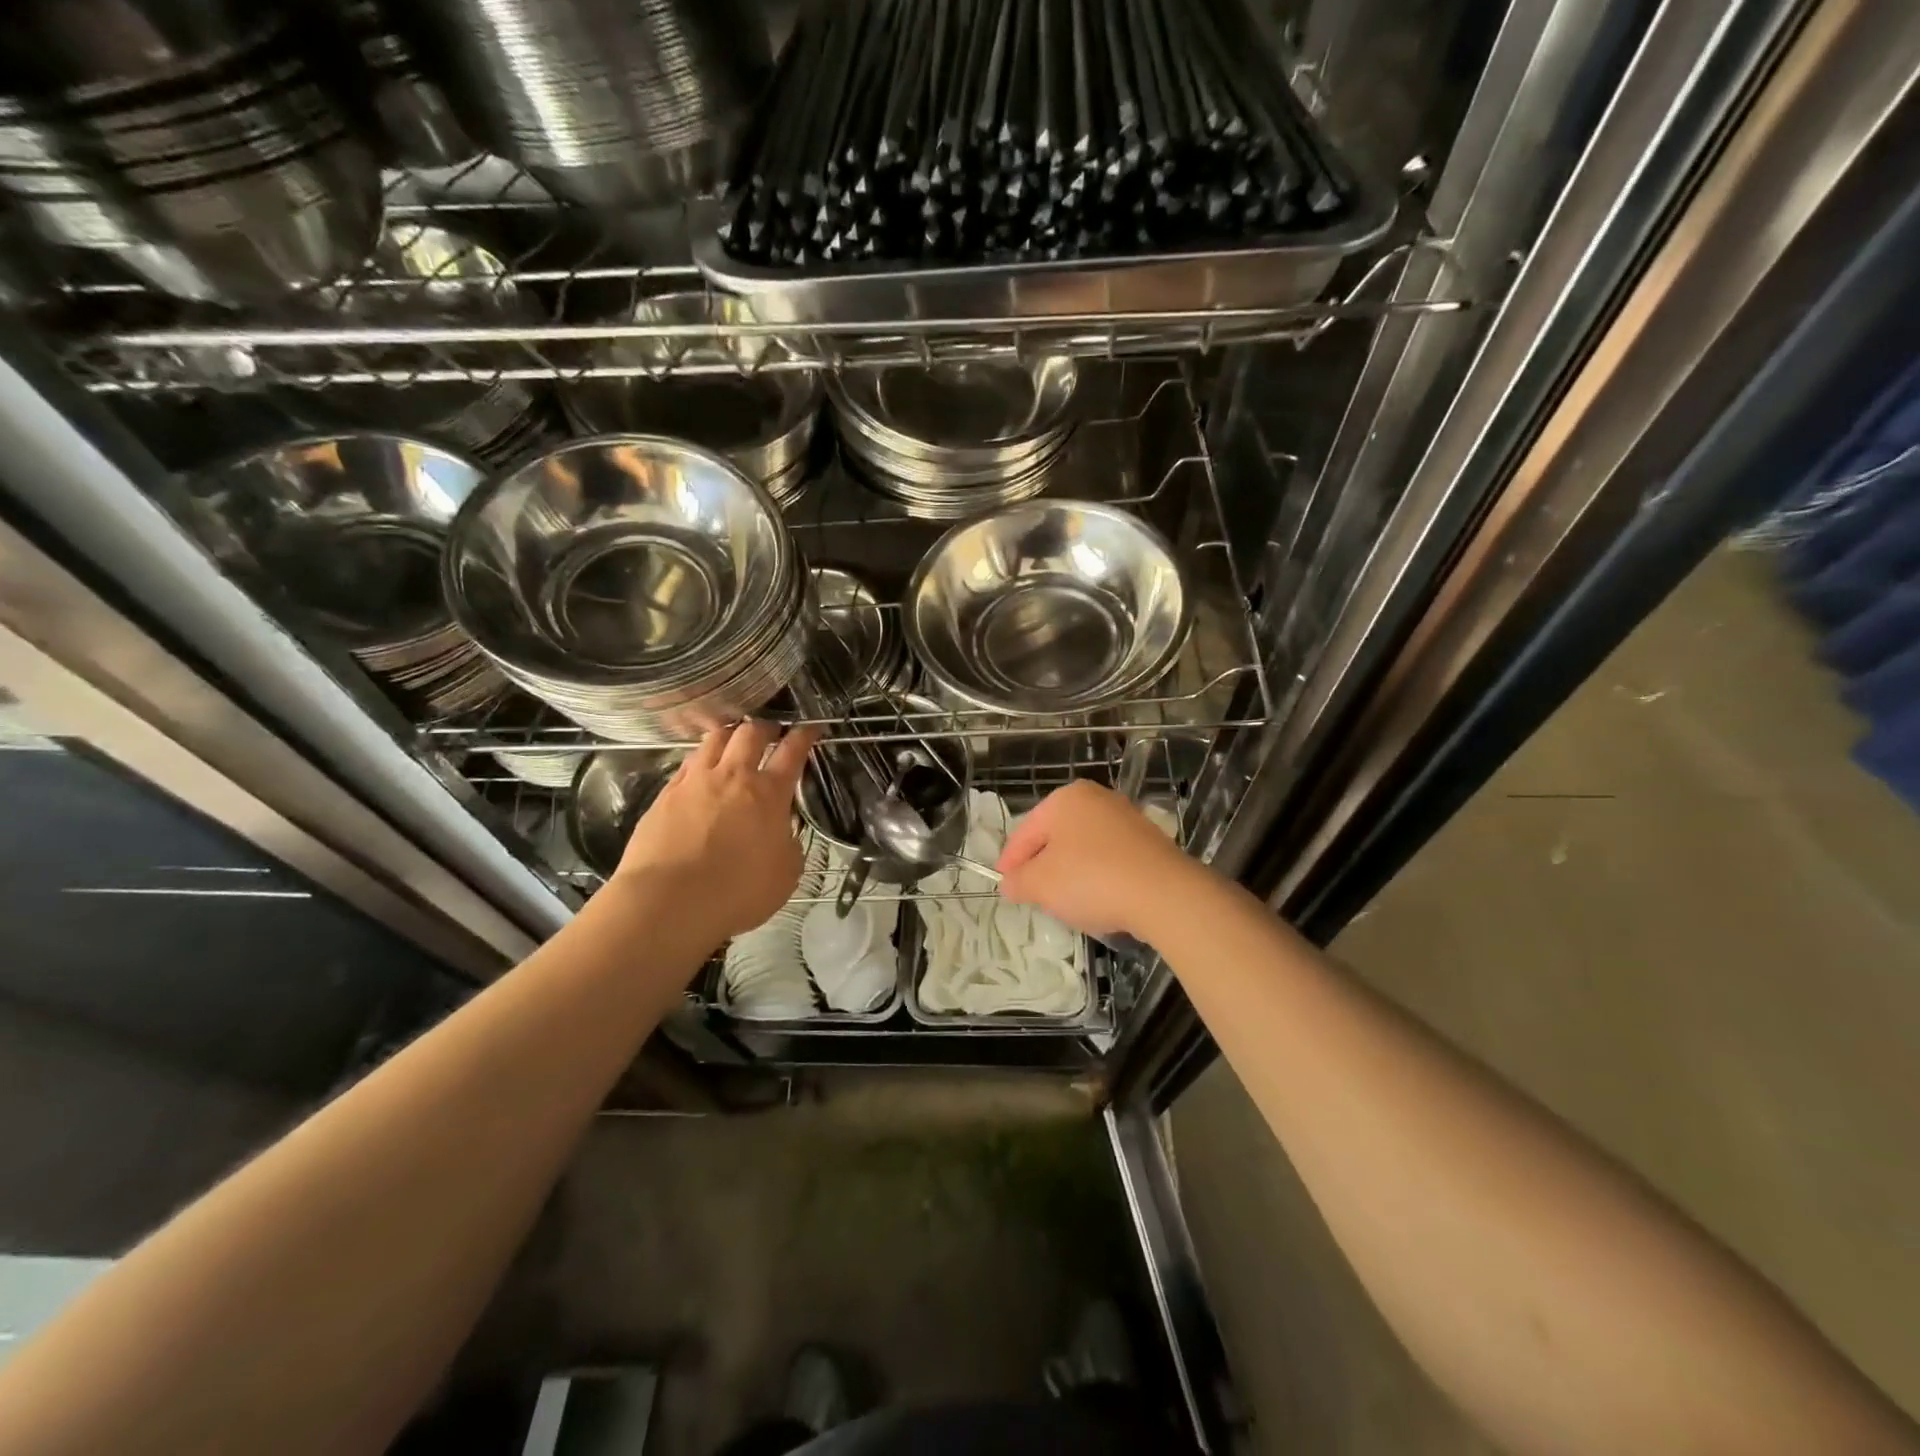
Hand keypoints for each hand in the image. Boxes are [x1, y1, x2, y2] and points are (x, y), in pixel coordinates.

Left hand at [615, 721, 819, 941]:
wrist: (669, 902)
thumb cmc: (737, 892)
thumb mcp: (786, 873)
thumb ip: (788, 843)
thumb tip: (781, 831)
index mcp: (769, 794)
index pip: (792, 752)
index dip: (804, 736)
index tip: (810, 728)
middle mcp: (733, 777)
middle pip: (750, 733)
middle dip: (765, 727)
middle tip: (771, 732)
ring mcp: (695, 782)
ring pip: (715, 739)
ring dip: (730, 735)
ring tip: (734, 740)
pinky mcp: (665, 794)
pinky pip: (687, 763)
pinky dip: (701, 758)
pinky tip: (701, 769)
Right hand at [996, 780, 1199, 941]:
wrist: (1165, 894)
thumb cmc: (1092, 879)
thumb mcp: (1041, 884)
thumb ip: (1018, 881)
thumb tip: (1010, 882)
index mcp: (1065, 799)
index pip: (1025, 831)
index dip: (1010, 861)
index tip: (1004, 886)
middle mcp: (1097, 799)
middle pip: (1056, 836)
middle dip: (1041, 865)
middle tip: (1031, 894)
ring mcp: (1126, 818)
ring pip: (1084, 847)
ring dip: (1070, 872)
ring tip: (1065, 901)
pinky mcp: (1150, 842)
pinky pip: (1110, 859)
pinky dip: (1098, 876)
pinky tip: (1099, 900)